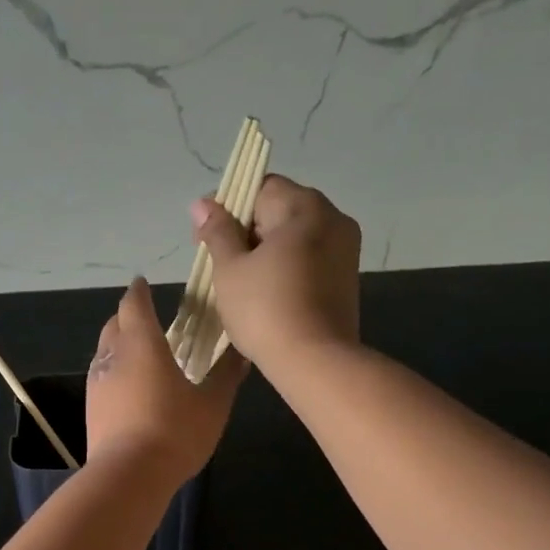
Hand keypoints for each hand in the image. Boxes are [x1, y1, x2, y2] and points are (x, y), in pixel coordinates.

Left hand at [85, 278, 245, 483]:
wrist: (129, 476)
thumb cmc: (175, 432)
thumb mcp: (213, 404)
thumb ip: (226, 375)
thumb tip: (242, 352)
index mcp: (142, 344)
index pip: (134, 304)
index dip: (139, 292)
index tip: (144, 284)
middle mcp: (113, 356)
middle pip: (114, 324)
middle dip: (127, 316)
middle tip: (146, 318)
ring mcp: (97, 383)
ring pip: (104, 352)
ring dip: (118, 345)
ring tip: (139, 353)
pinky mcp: (91, 409)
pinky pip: (101, 378)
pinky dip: (114, 372)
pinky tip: (129, 388)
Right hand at [191, 174, 360, 366]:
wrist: (315, 362)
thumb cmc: (265, 309)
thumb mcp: (230, 269)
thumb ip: (217, 231)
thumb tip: (203, 203)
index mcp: (305, 207)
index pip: (260, 187)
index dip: (228, 206)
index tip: (205, 236)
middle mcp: (333, 219)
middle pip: (280, 210)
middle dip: (246, 230)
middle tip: (218, 262)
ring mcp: (345, 250)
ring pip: (295, 237)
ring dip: (265, 251)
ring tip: (239, 282)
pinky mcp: (347, 279)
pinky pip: (309, 259)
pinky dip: (285, 267)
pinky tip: (265, 294)